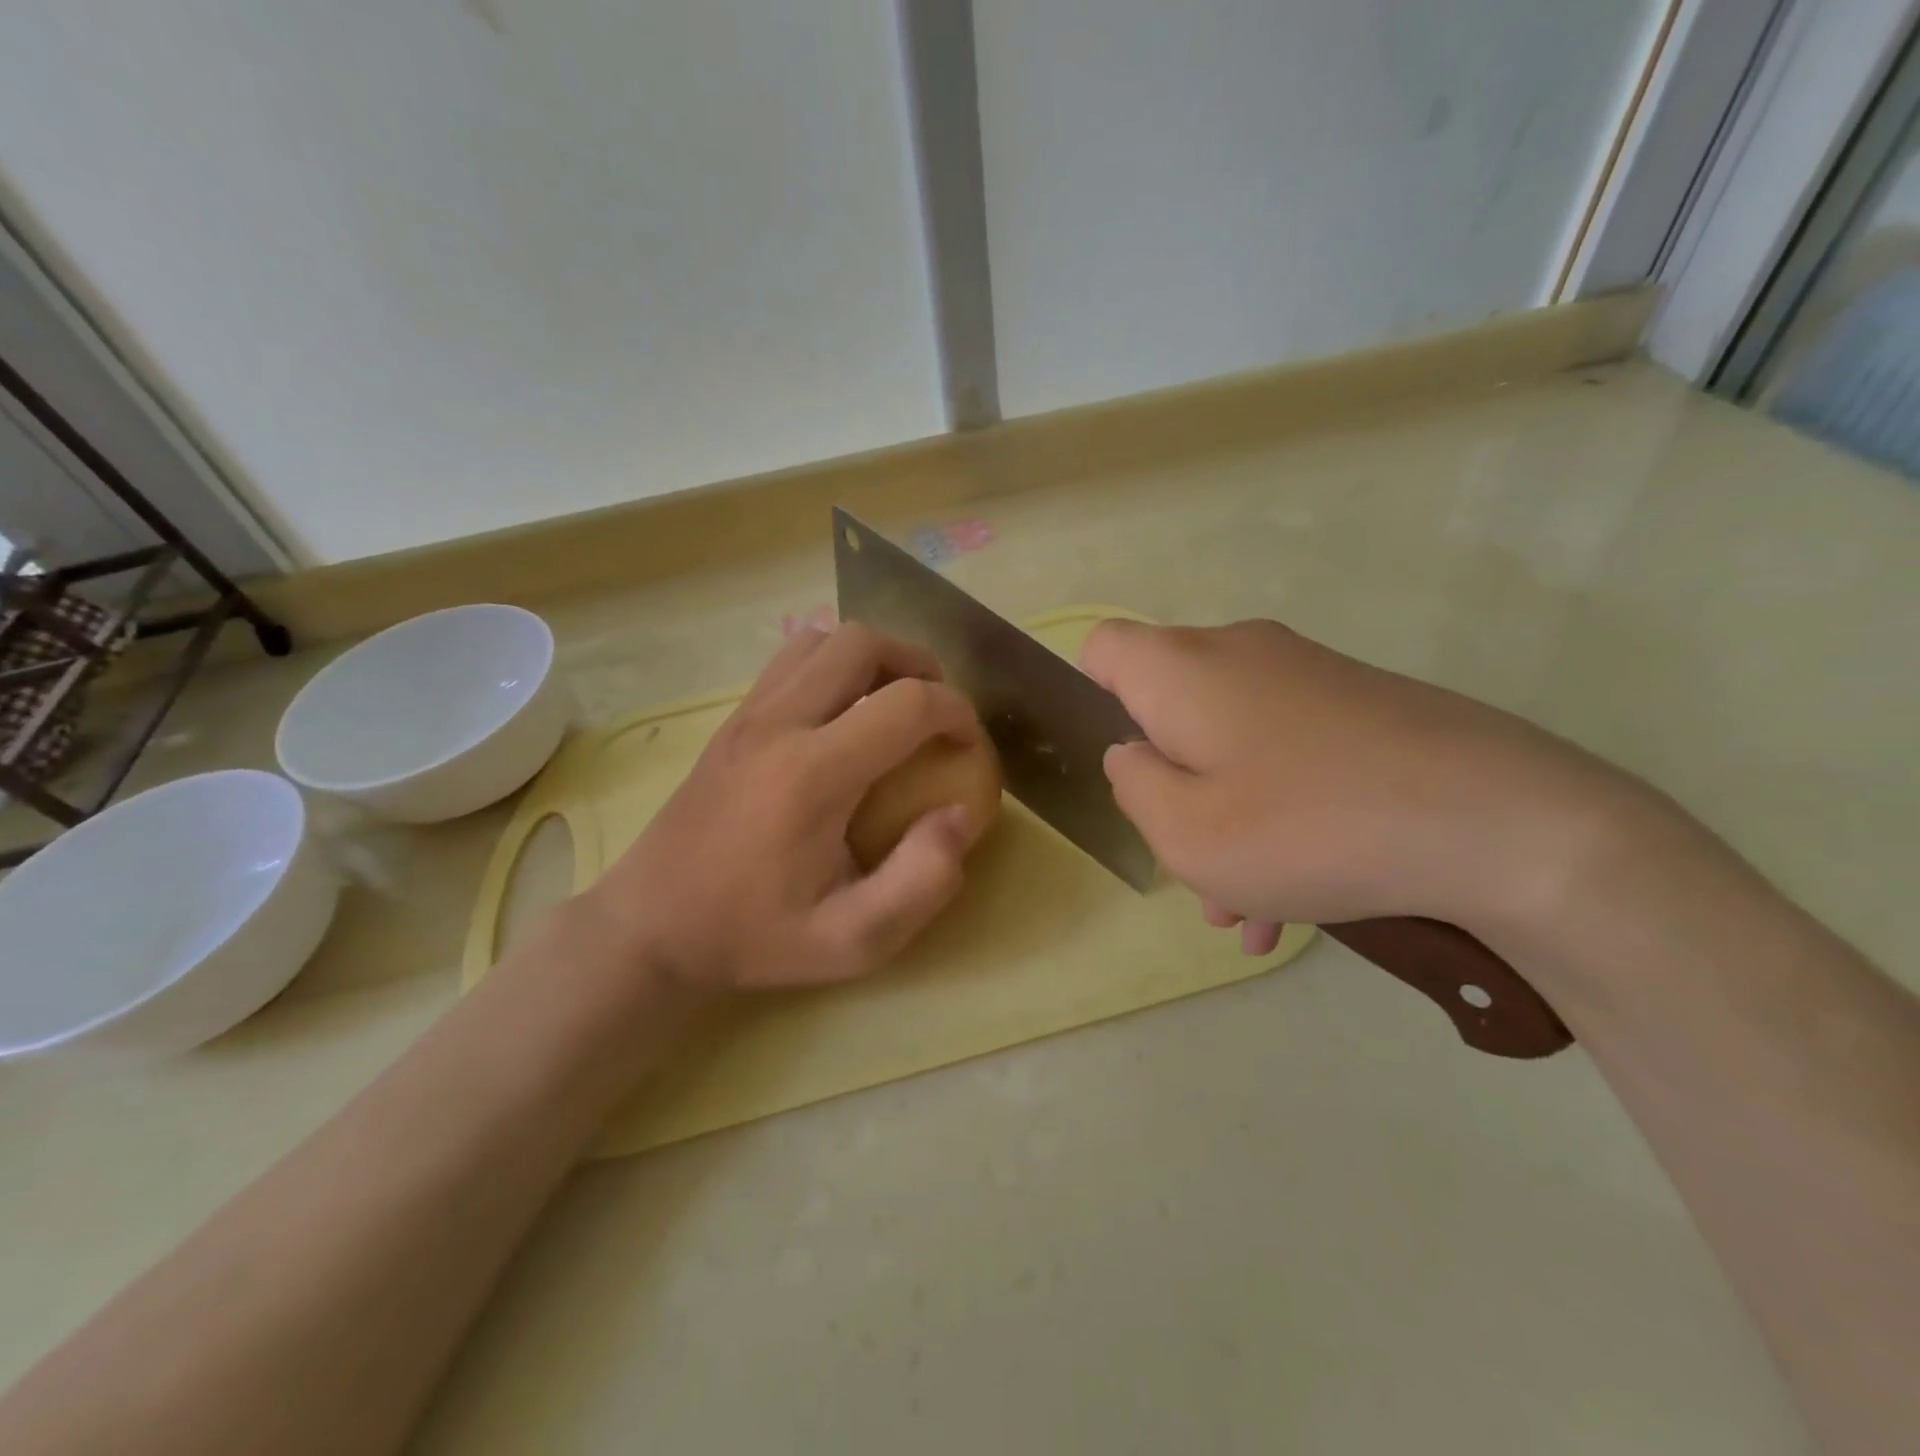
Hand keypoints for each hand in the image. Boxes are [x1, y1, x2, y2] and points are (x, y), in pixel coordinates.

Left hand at [576, 623, 985, 993]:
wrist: (650, 925)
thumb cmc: (753, 936)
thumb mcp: (852, 941)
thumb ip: (922, 881)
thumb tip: (960, 815)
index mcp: (813, 775)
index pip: (907, 702)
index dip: (957, 712)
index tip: (969, 747)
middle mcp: (778, 725)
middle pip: (861, 643)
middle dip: (916, 664)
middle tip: (935, 712)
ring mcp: (747, 714)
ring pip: (822, 639)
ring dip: (871, 658)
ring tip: (891, 704)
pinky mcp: (731, 720)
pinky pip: (790, 660)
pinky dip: (832, 666)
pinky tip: (841, 716)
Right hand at [1081, 618, 1637, 941]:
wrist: (1504, 822)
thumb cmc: (1309, 826)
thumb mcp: (1184, 833)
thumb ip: (1134, 785)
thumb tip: (1134, 754)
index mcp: (1183, 669)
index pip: (1103, 648)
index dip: (1093, 702)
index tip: (1126, 770)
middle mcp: (1239, 654)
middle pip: (1169, 708)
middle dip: (1167, 787)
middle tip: (1189, 865)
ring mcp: (1308, 676)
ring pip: (1231, 743)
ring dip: (1223, 818)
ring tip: (1244, 909)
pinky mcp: (1361, 706)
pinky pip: (1288, 755)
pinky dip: (1276, 813)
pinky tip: (1298, 901)